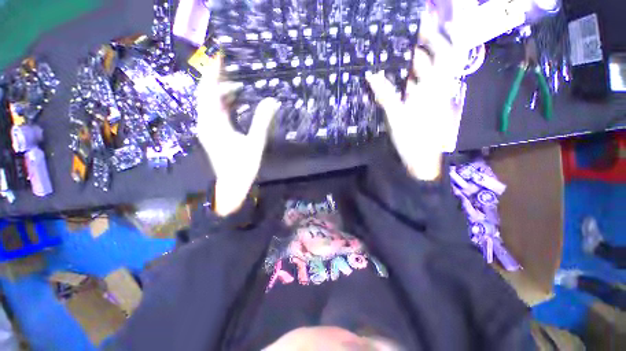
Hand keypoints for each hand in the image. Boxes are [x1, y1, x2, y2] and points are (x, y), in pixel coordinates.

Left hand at [195, 55, 280, 215]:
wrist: (232, 186)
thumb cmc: (244, 166)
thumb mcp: (256, 143)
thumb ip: (263, 121)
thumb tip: (273, 101)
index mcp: (214, 124)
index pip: (209, 92)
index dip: (214, 74)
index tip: (221, 59)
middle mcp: (206, 123)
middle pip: (206, 95)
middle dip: (217, 80)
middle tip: (231, 71)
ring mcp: (207, 129)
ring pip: (209, 104)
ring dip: (221, 93)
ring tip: (238, 87)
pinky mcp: (212, 134)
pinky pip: (213, 113)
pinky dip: (222, 104)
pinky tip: (234, 103)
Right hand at [366, 13, 462, 180]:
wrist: (421, 159)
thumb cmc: (412, 137)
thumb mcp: (396, 115)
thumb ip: (384, 94)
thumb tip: (371, 75)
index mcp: (435, 87)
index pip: (444, 52)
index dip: (437, 34)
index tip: (423, 23)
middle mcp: (437, 88)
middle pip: (434, 60)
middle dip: (421, 47)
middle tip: (402, 38)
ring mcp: (432, 97)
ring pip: (425, 74)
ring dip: (412, 64)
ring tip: (395, 56)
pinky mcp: (426, 106)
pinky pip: (419, 86)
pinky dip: (408, 80)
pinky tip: (396, 79)